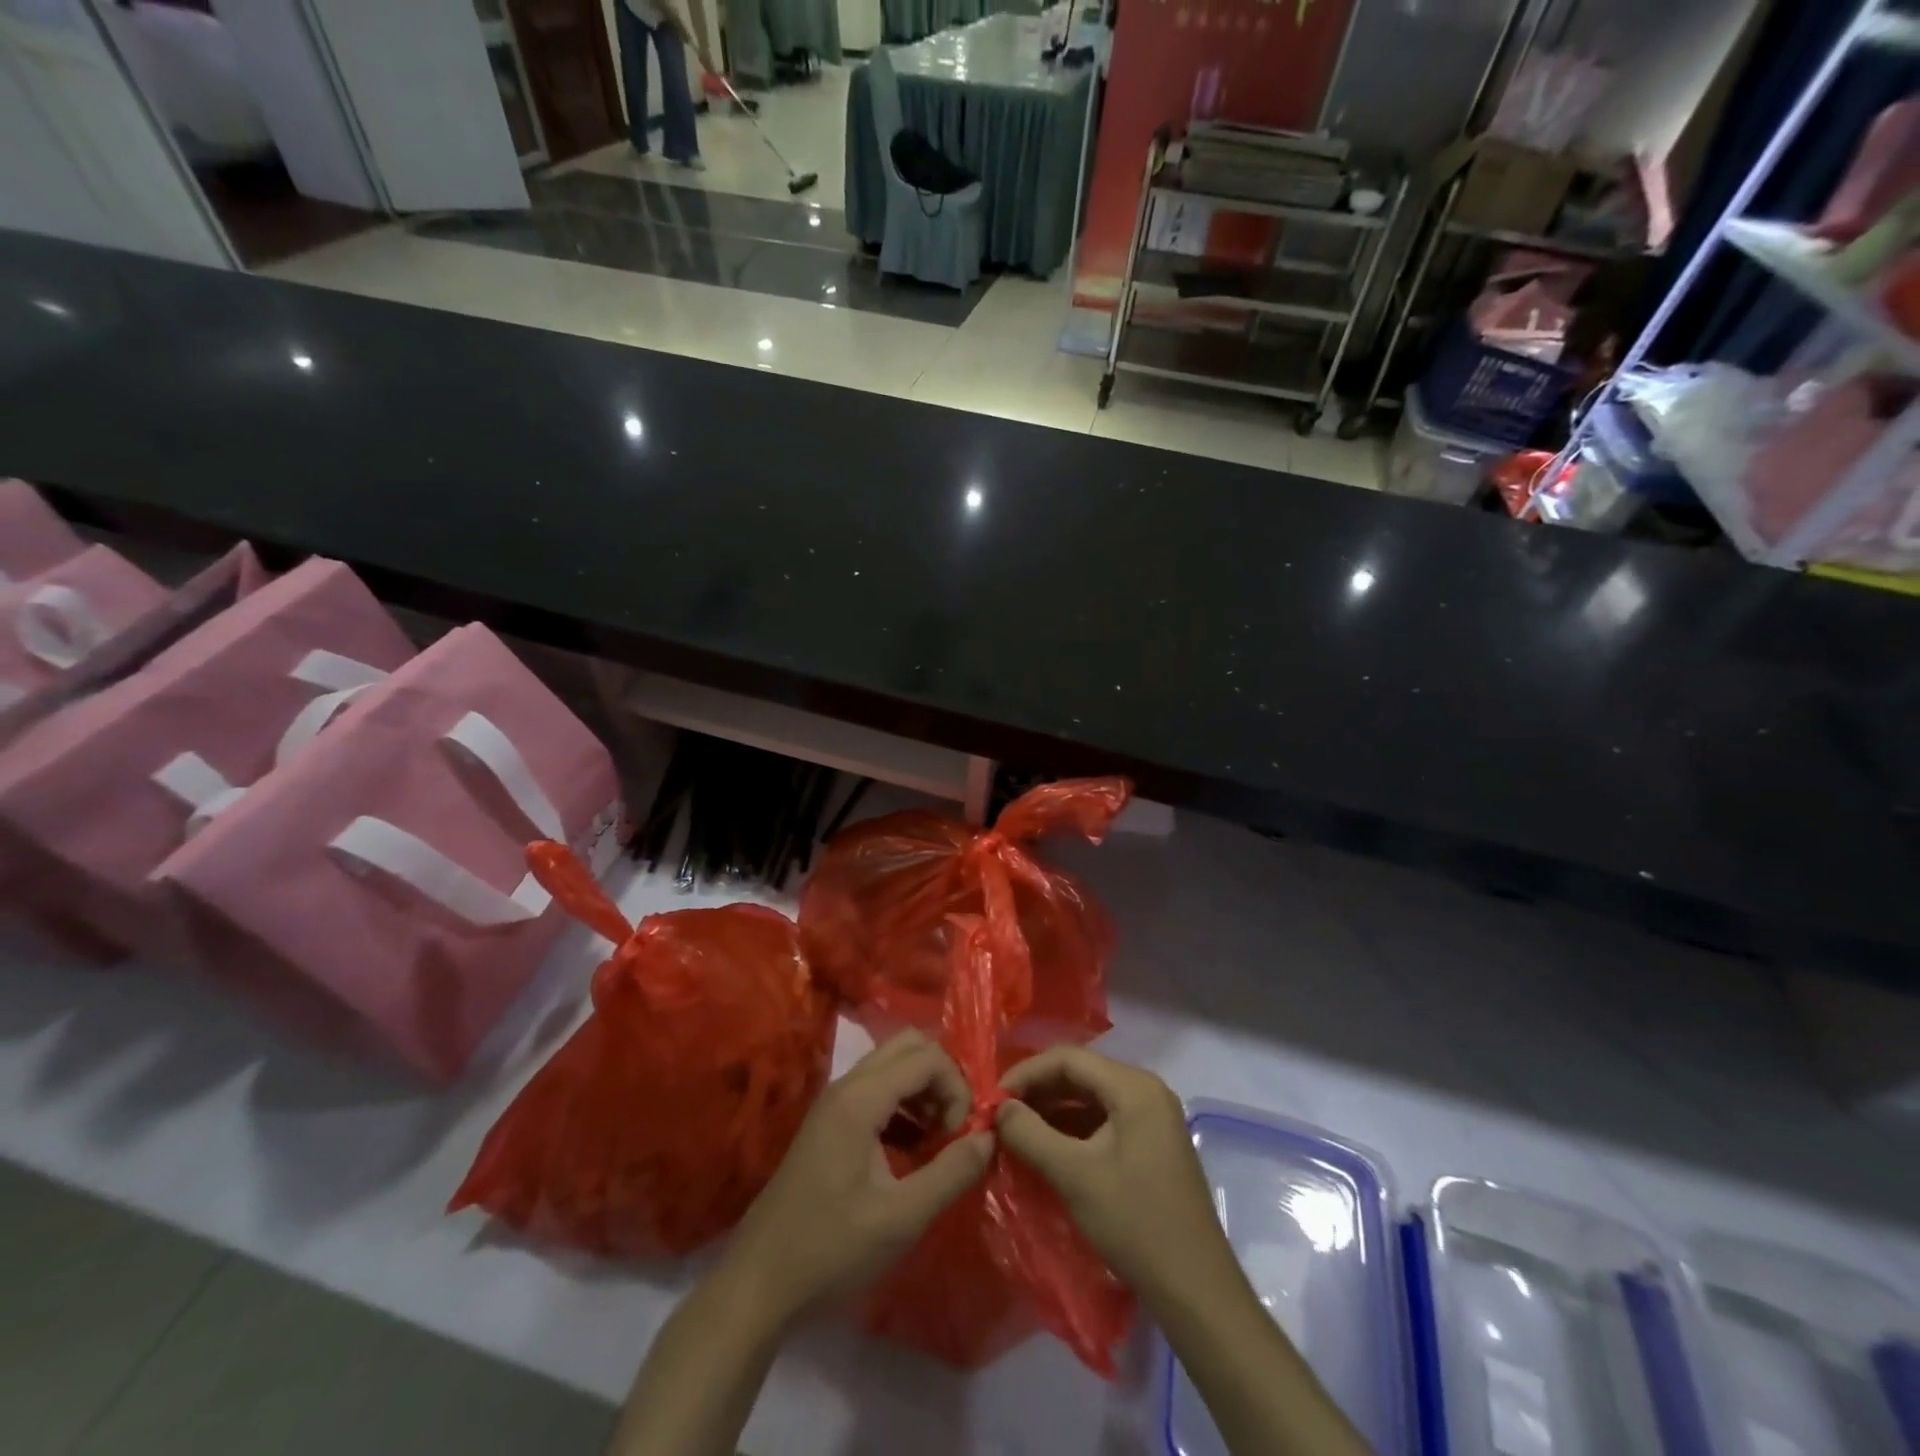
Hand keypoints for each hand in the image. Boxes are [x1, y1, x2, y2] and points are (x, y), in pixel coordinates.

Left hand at [725, 1031, 993, 1326]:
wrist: (758, 1283)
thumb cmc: (830, 1250)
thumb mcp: (901, 1219)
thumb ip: (951, 1173)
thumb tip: (990, 1136)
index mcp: (861, 1098)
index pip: (928, 1057)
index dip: (957, 1088)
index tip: (963, 1136)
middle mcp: (847, 1085)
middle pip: (909, 1047)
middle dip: (942, 1079)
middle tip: (954, 1128)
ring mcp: (835, 1102)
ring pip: (893, 1066)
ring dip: (924, 1092)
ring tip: (938, 1142)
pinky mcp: (830, 1122)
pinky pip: (877, 1090)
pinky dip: (904, 1106)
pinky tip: (912, 1151)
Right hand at [996, 1046, 1231, 1301]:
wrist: (1196, 1291)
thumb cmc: (1135, 1224)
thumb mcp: (1073, 1176)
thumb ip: (1029, 1134)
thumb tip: (998, 1108)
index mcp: (1134, 1086)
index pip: (1068, 1058)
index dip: (1026, 1073)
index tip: (992, 1100)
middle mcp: (1146, 1091)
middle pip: (1080, 1074)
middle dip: (1037, 1092)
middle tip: (1000, 1117)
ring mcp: (1152, 1119)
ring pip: (1090, 1099)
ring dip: (1052, 1112)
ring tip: (1017, 1134)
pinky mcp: (1151, 1146)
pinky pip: (1103, 1121)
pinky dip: (1072, 1131)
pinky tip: (1047, 1151)